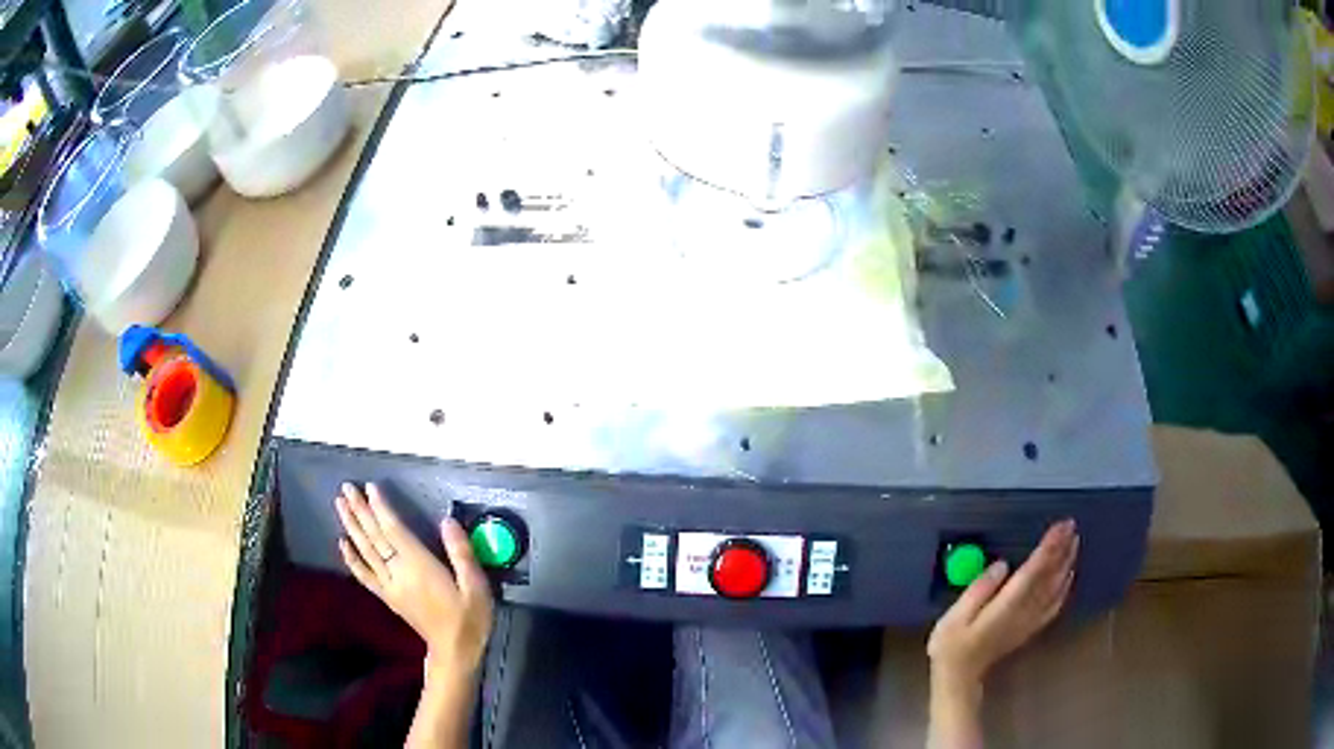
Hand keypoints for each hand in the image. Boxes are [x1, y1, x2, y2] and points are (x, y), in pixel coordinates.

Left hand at [335, 483, 493, 675]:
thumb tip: (448, 520)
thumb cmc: (469, 618)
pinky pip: (364, 575)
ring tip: (339, 505)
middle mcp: (399, 573)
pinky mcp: (387, 597)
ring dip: (351, 527)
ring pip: (366, 552)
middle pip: (374, 537)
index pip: (394, 531)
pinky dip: (351, 559)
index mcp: (420, 567)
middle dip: (359, 511)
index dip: (381, 508)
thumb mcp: (476, 586)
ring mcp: (390, 586)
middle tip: (345, 488)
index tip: (370, 487)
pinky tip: (342, 543)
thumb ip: (461, 553)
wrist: (455, 651)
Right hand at [928, 519, 1078, 688]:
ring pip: (1056, 588)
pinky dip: (1065, 587)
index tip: (1061, 526)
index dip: (1049, 547)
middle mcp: (1024, 611)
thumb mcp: (955, 618)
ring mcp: (1030, 620)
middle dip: (1063, 550)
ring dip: (1067, 564)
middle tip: (1072, 526)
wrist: (959, 677)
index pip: (1034, 571)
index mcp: (1006, 606)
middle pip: (1050, 576)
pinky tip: (1068, 576)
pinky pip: (1055, 604)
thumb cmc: (952, 645)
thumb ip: (978, 589)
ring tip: (1074, 542)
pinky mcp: (1031, 627)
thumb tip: (1002, 565)